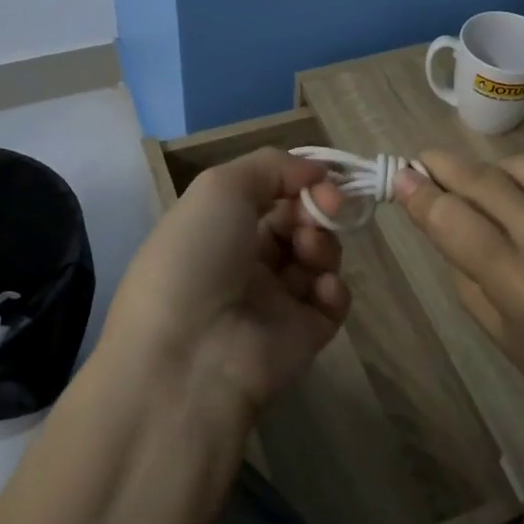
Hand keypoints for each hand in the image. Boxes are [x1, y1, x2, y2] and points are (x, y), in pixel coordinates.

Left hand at [100, 149, 350, 423]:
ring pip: (320, 256)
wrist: (188, 357)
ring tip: (309, 254)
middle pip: (300, 221)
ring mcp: (276, 299)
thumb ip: (271, 166)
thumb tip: (317, 171)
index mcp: (220, 226)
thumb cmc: (196, 257)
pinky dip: (334, 289)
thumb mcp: (219, 188)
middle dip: (317, 209)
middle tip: (325, 209)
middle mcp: (247, 260)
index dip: (300, 181)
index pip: (273, 193)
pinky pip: (332, 301)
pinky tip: (321, 290)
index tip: (322, 179)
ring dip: (323, 244)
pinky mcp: (303, 334)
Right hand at [394, 150, 523, 425]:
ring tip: (485, 185)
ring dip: (495, 170)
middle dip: (448, 166)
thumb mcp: (492, 324)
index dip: (421, 193)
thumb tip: (426, 200)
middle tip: (426, 161)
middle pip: (489, 182)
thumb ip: (458, 258)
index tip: (400, 174)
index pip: (457, 221)